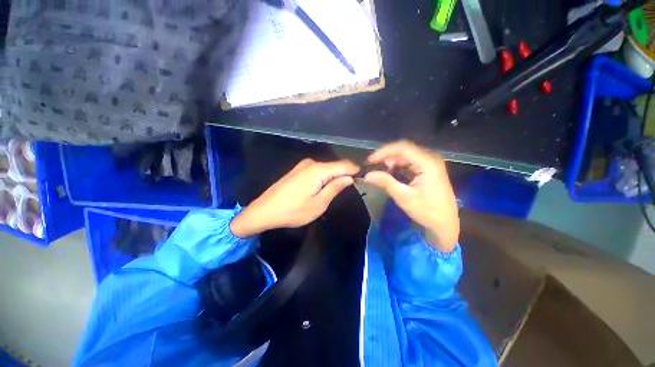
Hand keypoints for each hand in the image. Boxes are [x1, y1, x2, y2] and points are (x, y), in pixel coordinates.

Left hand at [230, 158, 358, 236]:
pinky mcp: (298, 170)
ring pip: (327, 168)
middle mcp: (311, 163)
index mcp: (318, 170)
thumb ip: (335, 188)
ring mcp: (303, 165)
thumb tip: (349, 178)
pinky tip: (324, 187)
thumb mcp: (318, 204)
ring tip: (338, 190)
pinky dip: (325, 177)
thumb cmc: (293, 211)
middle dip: (345, 175)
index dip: (355, 170)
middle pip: (335, 166)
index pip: (344, 165)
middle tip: (352, 188)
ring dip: (334, 177)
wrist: (264, 211)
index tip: (364, 178)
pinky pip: (318, 171)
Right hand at [364, 141, 458, 251]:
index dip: (384, 152)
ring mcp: (429, 164)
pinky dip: (397, 167)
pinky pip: (409, 163)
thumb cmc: (427, 211)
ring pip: (405, 156)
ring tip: (379, 171)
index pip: (402, 148)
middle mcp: (430, 159)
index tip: (370, 161)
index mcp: (428, 163)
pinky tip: (390, 174)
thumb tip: (367, 175)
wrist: (445, 224)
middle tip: (372, 167)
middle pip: (404, 150)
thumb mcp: (404, 197)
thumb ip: (385, 182)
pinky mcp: (427, 170)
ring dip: (391, 162)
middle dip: (386, 157)